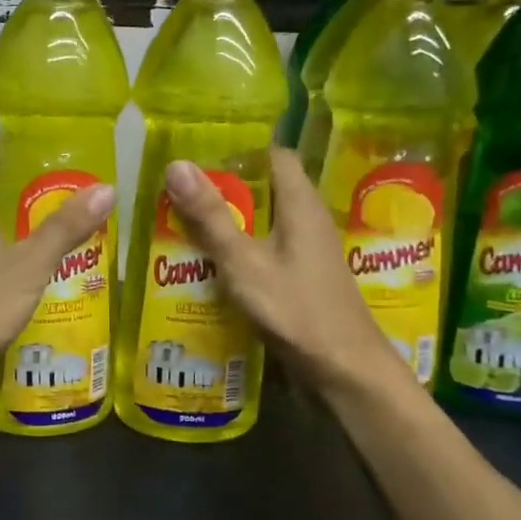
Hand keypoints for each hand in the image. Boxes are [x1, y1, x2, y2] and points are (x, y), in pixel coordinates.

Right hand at [162, 148, 406, 398]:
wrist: (344, 370)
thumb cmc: (296, 309)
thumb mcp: (244, 262)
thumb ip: (211, 217)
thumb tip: (177, 165)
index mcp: (300, 204)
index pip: (275, 155)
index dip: (240, 149)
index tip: (199, 153)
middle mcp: (308, 221)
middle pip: (266, 190)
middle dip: (224, 189)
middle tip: (179, 192)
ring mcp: (307, 252)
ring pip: (264, 223)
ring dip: (229, 223)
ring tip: (182, 224)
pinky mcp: (302, 279)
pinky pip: (266, 251)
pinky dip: (239, 252)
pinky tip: (209, 266)